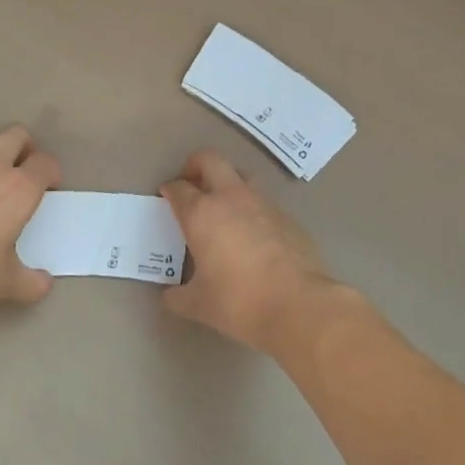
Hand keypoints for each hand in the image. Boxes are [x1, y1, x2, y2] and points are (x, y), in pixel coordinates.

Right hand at [159, 150, 340, 353]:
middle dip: (196, 165)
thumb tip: (170, 295)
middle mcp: (231, 198)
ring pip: (241, 176)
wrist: (299, 305)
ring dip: (227, 183)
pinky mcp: (287, 216)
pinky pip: (264, 202)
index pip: (179, 188)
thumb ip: (178, 296)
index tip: (166, 197)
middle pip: (210, 160)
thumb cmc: (239, 302)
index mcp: (202, 213)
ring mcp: (263, 203)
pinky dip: (252, 209)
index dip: (169, 190)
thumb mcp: (199, 304)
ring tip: (223, 208)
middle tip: (191, 184)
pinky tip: (253, 235)